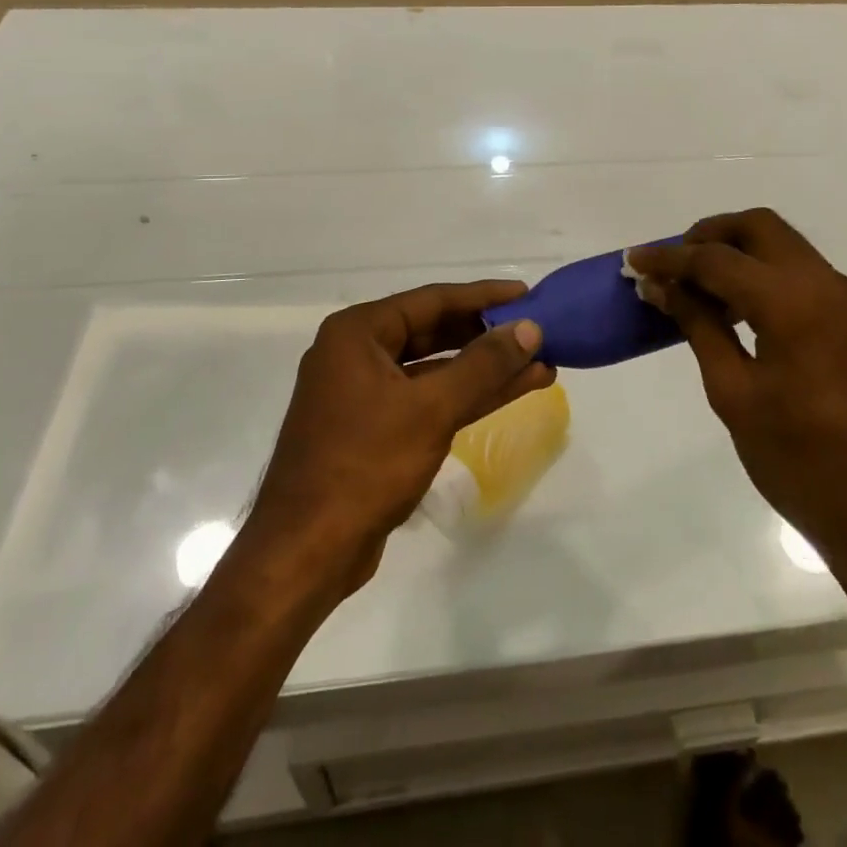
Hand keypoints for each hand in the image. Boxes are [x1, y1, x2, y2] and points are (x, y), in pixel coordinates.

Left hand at [249, 281, 551, 593]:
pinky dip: (466, 396)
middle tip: (536, 330)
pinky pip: (427, 398)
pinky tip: (510, 392)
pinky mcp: (375, 428)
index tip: (526, 294)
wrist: (307, 552)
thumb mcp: (431, 408)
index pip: (431, 300)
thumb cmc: (365, 465)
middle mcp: (357, 353)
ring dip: (484, 369)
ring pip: (435, 369)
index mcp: (357, 333)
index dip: (483, 297)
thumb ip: (483, 365)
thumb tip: (529, 328)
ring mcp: (364, 393)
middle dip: (487, 335)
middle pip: (433, 331)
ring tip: (539, 363)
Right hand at [627, 210, 846, 566]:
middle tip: (672, 266)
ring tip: (695, 287)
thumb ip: (698, 326)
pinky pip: (799, 273)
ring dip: (736, 252)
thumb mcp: (734, 394)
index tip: (634, 261)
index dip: (670, 258)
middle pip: (758, 227)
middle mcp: (825, 284)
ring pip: (782, 245)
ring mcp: (846, 299)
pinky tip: (734, 308)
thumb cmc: (800, 461)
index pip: (717, 259)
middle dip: (709, 235)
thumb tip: (661, 287)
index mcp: (792, 302)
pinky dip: (761, 273)